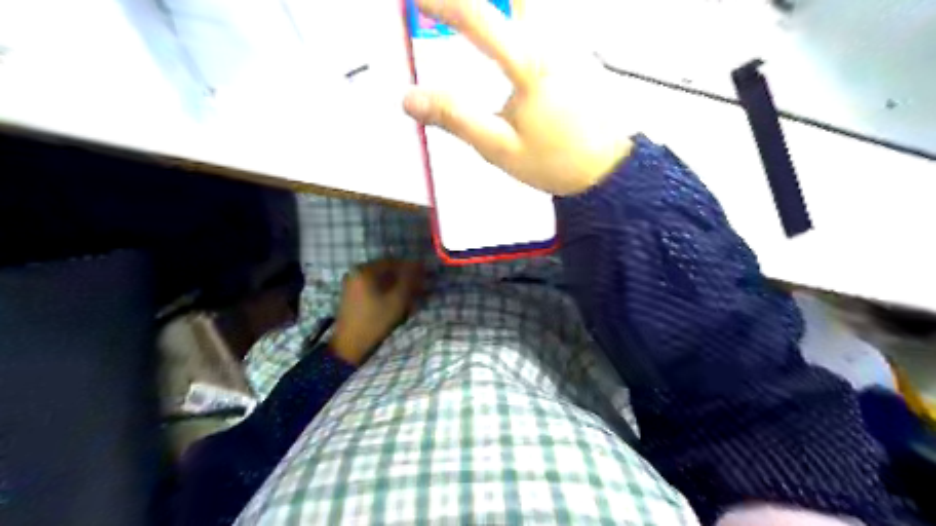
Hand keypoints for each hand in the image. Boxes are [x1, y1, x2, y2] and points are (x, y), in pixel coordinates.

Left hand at [328, 259, 425, 364]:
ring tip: (410, 299)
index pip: (394, 262)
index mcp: (364, 270)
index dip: (411, 269)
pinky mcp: (352, 296)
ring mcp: (352, 284)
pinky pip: (373, 288)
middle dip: (404, 279)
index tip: (424, 277)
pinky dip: (386, 293)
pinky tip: (396, 303)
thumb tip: (419, 264)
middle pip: (386, 271)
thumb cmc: (375, 321)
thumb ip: (409, 279)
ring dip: (396, 287)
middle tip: (418, 290)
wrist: (350, 345)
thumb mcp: (397, 300)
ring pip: (381, 280)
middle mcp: (356, 273)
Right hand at [400, 0, 626, 194]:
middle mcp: (553, 40)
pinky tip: (505, 20)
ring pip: (530, 6)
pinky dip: (519, 14)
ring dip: (502, 7)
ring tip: (467, 15)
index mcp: (530, 64)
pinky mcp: (577, 50)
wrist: (607, 170)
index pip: (478, 18)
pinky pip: (543, 18)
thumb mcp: (499, 148)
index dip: (443, 3)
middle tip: (448, 8)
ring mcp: (570, 41)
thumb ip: (455, 119)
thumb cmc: (555, 161)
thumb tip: (410, 98)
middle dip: (479, 2)